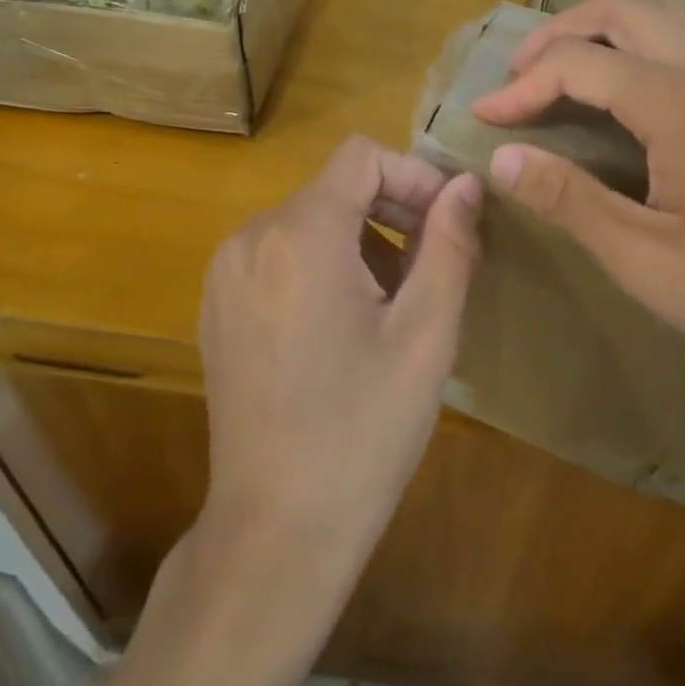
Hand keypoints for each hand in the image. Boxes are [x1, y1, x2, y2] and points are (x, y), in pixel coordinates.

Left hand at [197, 135, 481, 584]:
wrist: (275, 529)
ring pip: (308, 218)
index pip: (362, 156)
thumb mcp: (426, 336)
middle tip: (433, 267)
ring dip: (360, 239)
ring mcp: (226, 272)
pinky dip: (322, 262)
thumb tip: (466, 185)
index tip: (447, 224)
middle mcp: (251, 238)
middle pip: (335, 186)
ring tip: (394, 302)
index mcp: (300, 236)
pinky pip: (279, 251)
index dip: (413, 176)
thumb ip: (450, 245)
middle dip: (392, 210)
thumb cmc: (362, 432)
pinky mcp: (218, 304)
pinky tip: (345, 323)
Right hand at [472, 0, 684, 408]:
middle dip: (559, 31)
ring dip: (604, 33)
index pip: (580, 64)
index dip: (521, 86)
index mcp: (684, 103)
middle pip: (625, 8)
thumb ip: (569, 199)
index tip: (482, 118)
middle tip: (519, 76)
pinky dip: (644, 52)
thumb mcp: (647, 262)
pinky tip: (632, 104)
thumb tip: (503, 157)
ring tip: (563, 77)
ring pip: (666, 19)